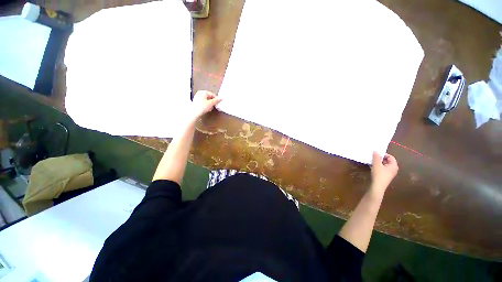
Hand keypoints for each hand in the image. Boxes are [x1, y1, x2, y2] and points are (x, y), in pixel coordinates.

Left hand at [191, 90, 222, 117]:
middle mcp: (199, 93)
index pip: (212, 94)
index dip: (215, 99)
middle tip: (213, 107)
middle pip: (208, 97)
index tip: (217, 104)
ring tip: (209, 109)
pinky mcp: (195, 102)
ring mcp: (196, 97)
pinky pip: (202, 102)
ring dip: (208, 104)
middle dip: (211, 102)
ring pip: (205, 100)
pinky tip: (205, 109)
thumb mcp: (210, 103)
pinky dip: (204, 105)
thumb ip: (216, 100)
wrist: (193, 114)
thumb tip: (221, 98)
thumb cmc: (201, 107)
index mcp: (203, 92)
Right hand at [370, 151, 398, 194]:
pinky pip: (383, 171)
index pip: (390, 156)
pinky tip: (373, 169)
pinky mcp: (386, 179)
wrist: (377, 189)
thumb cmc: (379, 175)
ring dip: (379, 164)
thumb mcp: (377, 164)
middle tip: (375, 159)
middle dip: (381, 159)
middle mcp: (394, 170)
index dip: (384, 155)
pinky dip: (379, 169)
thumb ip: (376, 156)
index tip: (377, 155)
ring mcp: (390, 175)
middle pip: (388, 161)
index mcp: (394, 165)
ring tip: (373, 163)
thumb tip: (376, 151)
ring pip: (385, 166)